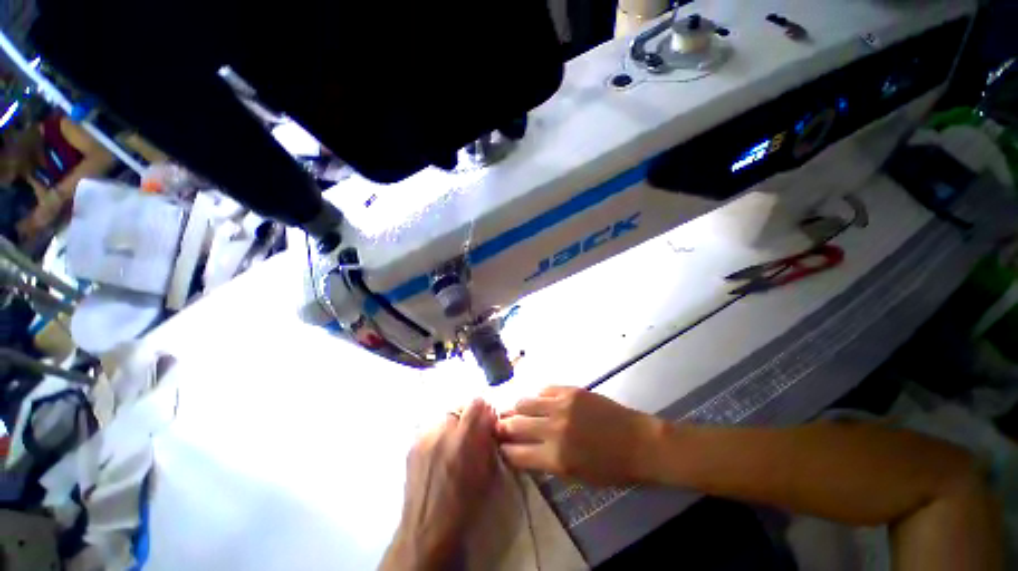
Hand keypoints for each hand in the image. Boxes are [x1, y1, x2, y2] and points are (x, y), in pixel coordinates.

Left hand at [383, 399, 497, 569]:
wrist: (427, 528)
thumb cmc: (464, 504)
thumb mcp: (486, 471)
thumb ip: (488, 440)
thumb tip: (489, 420)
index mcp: (462, 439)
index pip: (475, 403)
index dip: (483, 408)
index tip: (486, 417)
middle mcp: (441, 433)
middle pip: (457, 408)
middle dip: (466, 416)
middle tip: (470, 430)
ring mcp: (423, 438)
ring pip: (443, 417)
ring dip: (452, 424)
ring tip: (453, 441)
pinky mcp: (412, 445)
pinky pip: (430, 429)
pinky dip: (438, 434)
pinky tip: (440, 450)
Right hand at [497, 386, 663, 485]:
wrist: (639, 442)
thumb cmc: (610, 469)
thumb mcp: (575, 476)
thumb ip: (545, 462)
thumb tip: (523, 449)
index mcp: (556, 458)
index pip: (515, 453)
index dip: (503, 451)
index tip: (498, 447)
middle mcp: (554, 429)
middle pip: (514, 424)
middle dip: (501, 427)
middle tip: (498, 426)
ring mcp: (562, 405)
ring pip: (524, 402)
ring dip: (516, 408)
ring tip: (515, 411)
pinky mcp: (571, 390)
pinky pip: (543, 389)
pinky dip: (536, 396)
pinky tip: (538, 402)